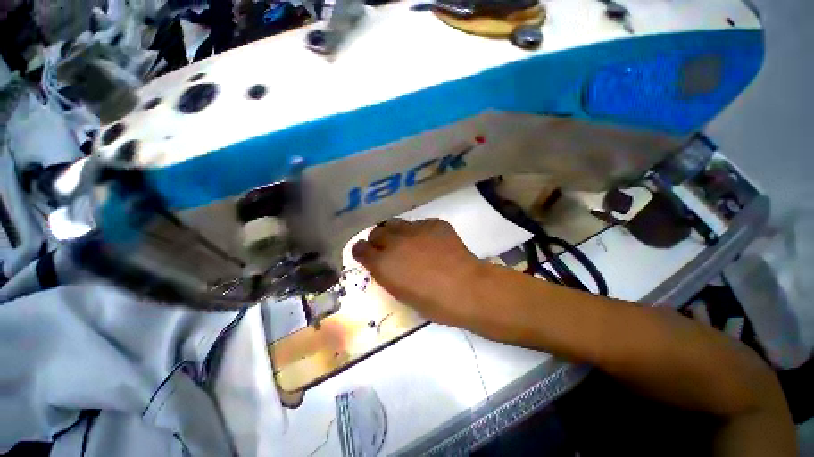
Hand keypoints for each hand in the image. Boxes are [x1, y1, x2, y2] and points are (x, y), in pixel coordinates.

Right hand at [351, 218, 485, 326]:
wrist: (467, 288)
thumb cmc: (433, 302)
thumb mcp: (400, 293)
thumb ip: (387, 274)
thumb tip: (384, 263)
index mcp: (383, 264)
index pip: (360, 249)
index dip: (362, 251)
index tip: (367, 255)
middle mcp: (394, 241)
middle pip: (376, 232)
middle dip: (378, 240)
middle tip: (388, 248)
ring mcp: (415, 229)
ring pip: (395, 223)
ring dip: (396, 233)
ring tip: (407, 242)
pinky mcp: (433, 223)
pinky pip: (419, 224)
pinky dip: (419, 232)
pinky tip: (431, 243)